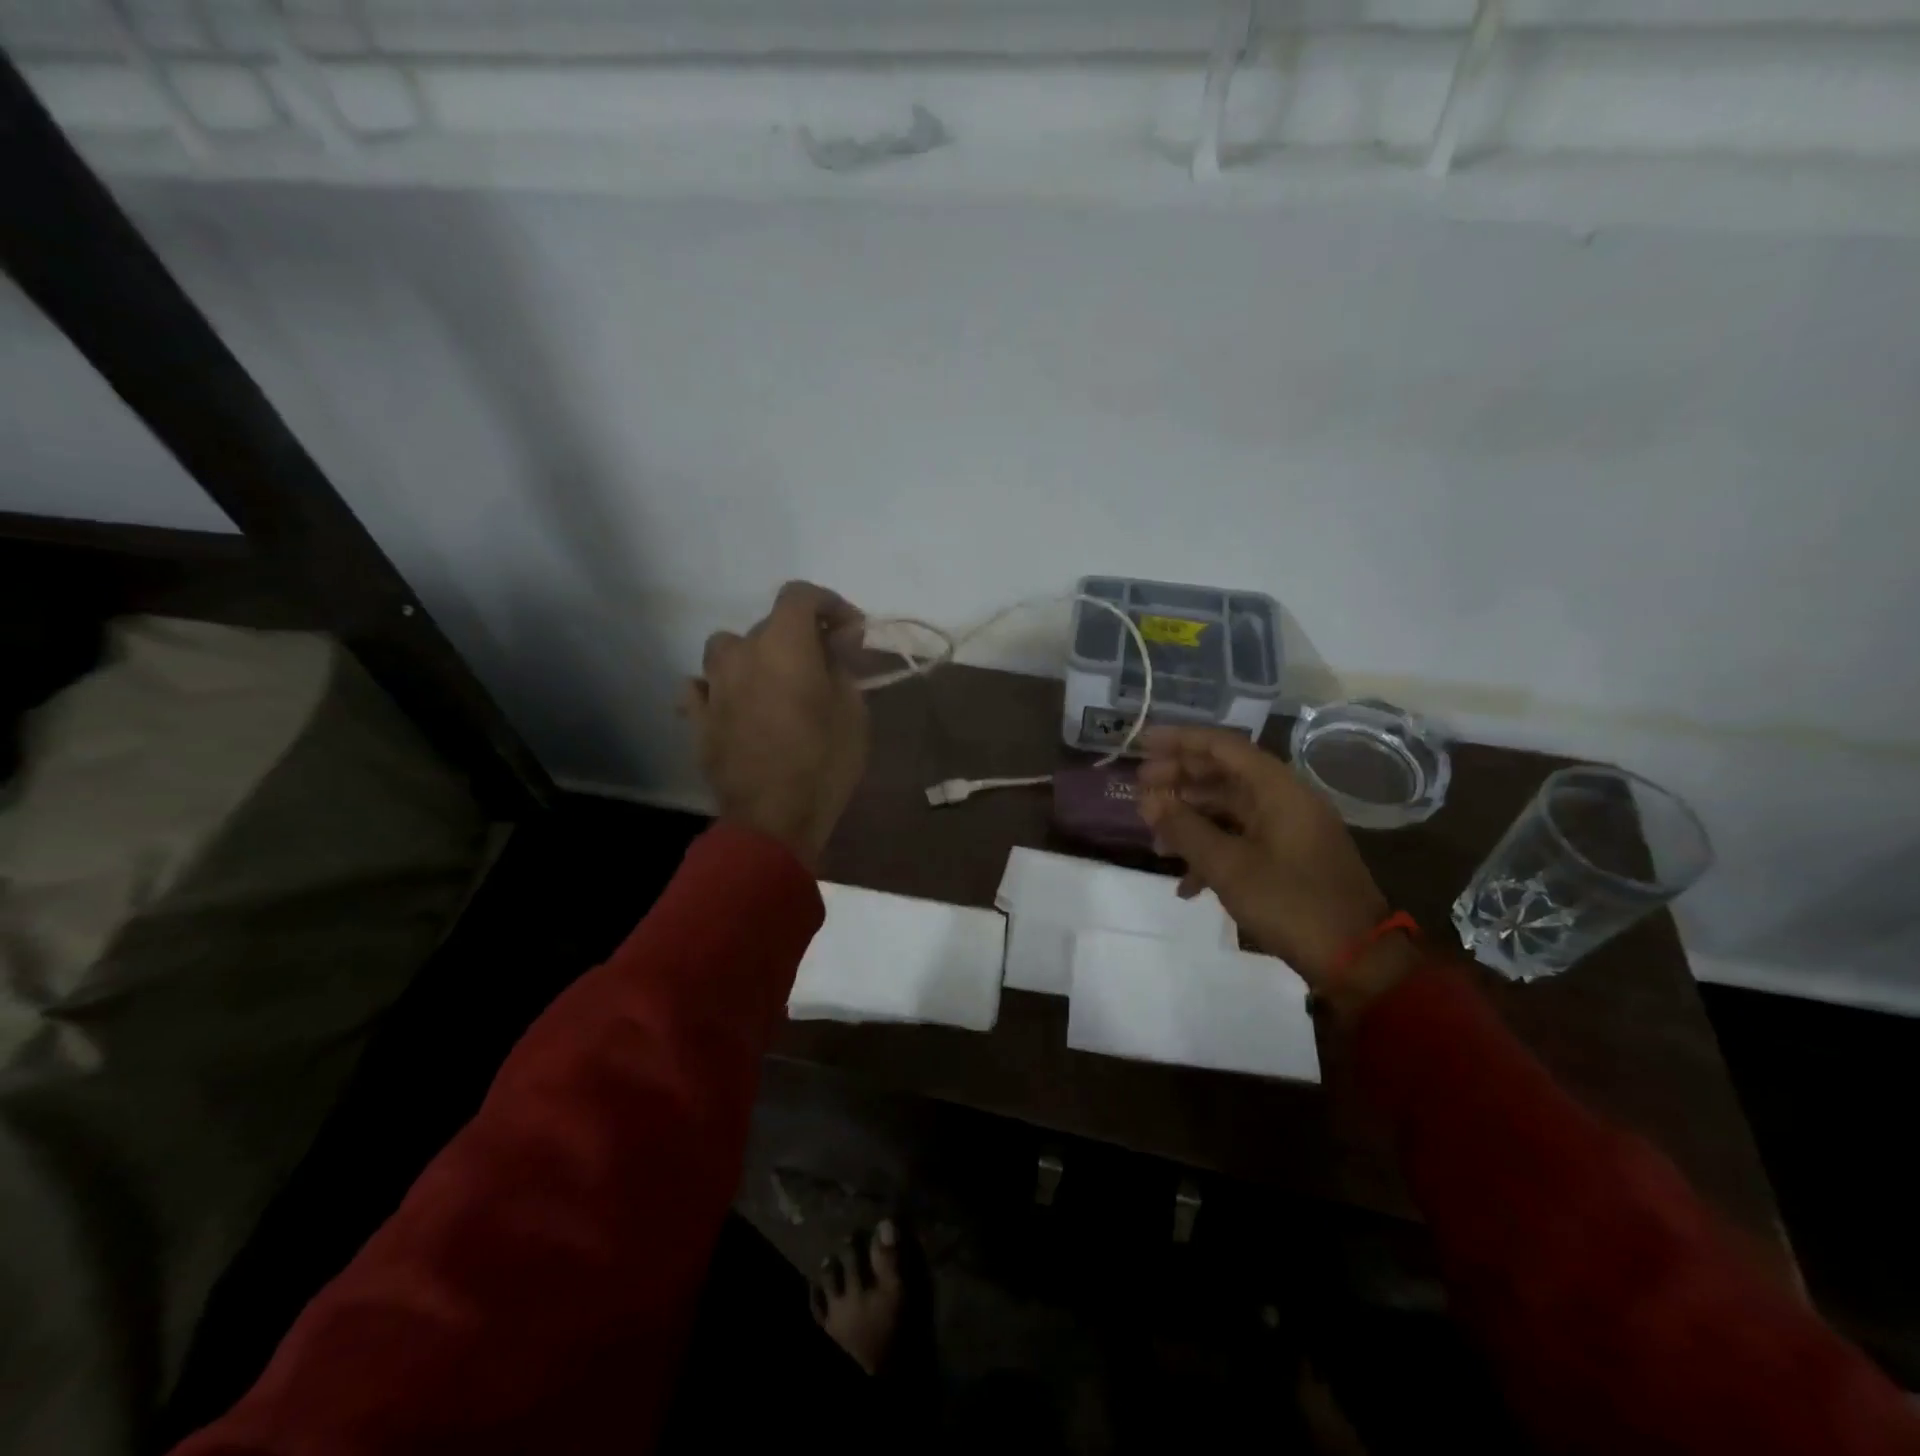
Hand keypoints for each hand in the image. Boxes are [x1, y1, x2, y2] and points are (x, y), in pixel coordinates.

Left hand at [682, 581, 869, 868]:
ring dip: (752, 656)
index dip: (830, 604)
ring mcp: (714, 686)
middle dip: (799, 636)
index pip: (800, 595)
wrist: (773, 819)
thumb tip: (838, 640)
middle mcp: (742, 653)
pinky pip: (701, 688)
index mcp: (784, 644)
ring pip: (727, 649)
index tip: (851, 630)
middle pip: (768, 624)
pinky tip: (733, 706)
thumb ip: (842, 665)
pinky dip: (718, 688)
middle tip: (823, 664)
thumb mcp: (852, 711)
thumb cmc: (824, 761)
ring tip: (772, 682)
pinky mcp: (698, 718)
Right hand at [1138, 727, 1413, 1009]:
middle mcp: (1284, 800)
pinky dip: (1212, 852)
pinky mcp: (1288, 858)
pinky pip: (1241, 839)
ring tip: (1154, 841)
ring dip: (1190, 820)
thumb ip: (1184, 828)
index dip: (1179, 741)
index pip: (1222, 746)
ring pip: (1229, 809)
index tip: (1141, 743)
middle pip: (1223, 775)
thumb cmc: (1291, 903)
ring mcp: (1288, 830)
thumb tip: (1148, 799)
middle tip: (1139, 788)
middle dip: (1179, 780)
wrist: (1357, 960)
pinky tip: (1186, 885)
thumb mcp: (1228, 866)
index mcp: (1278, 789)